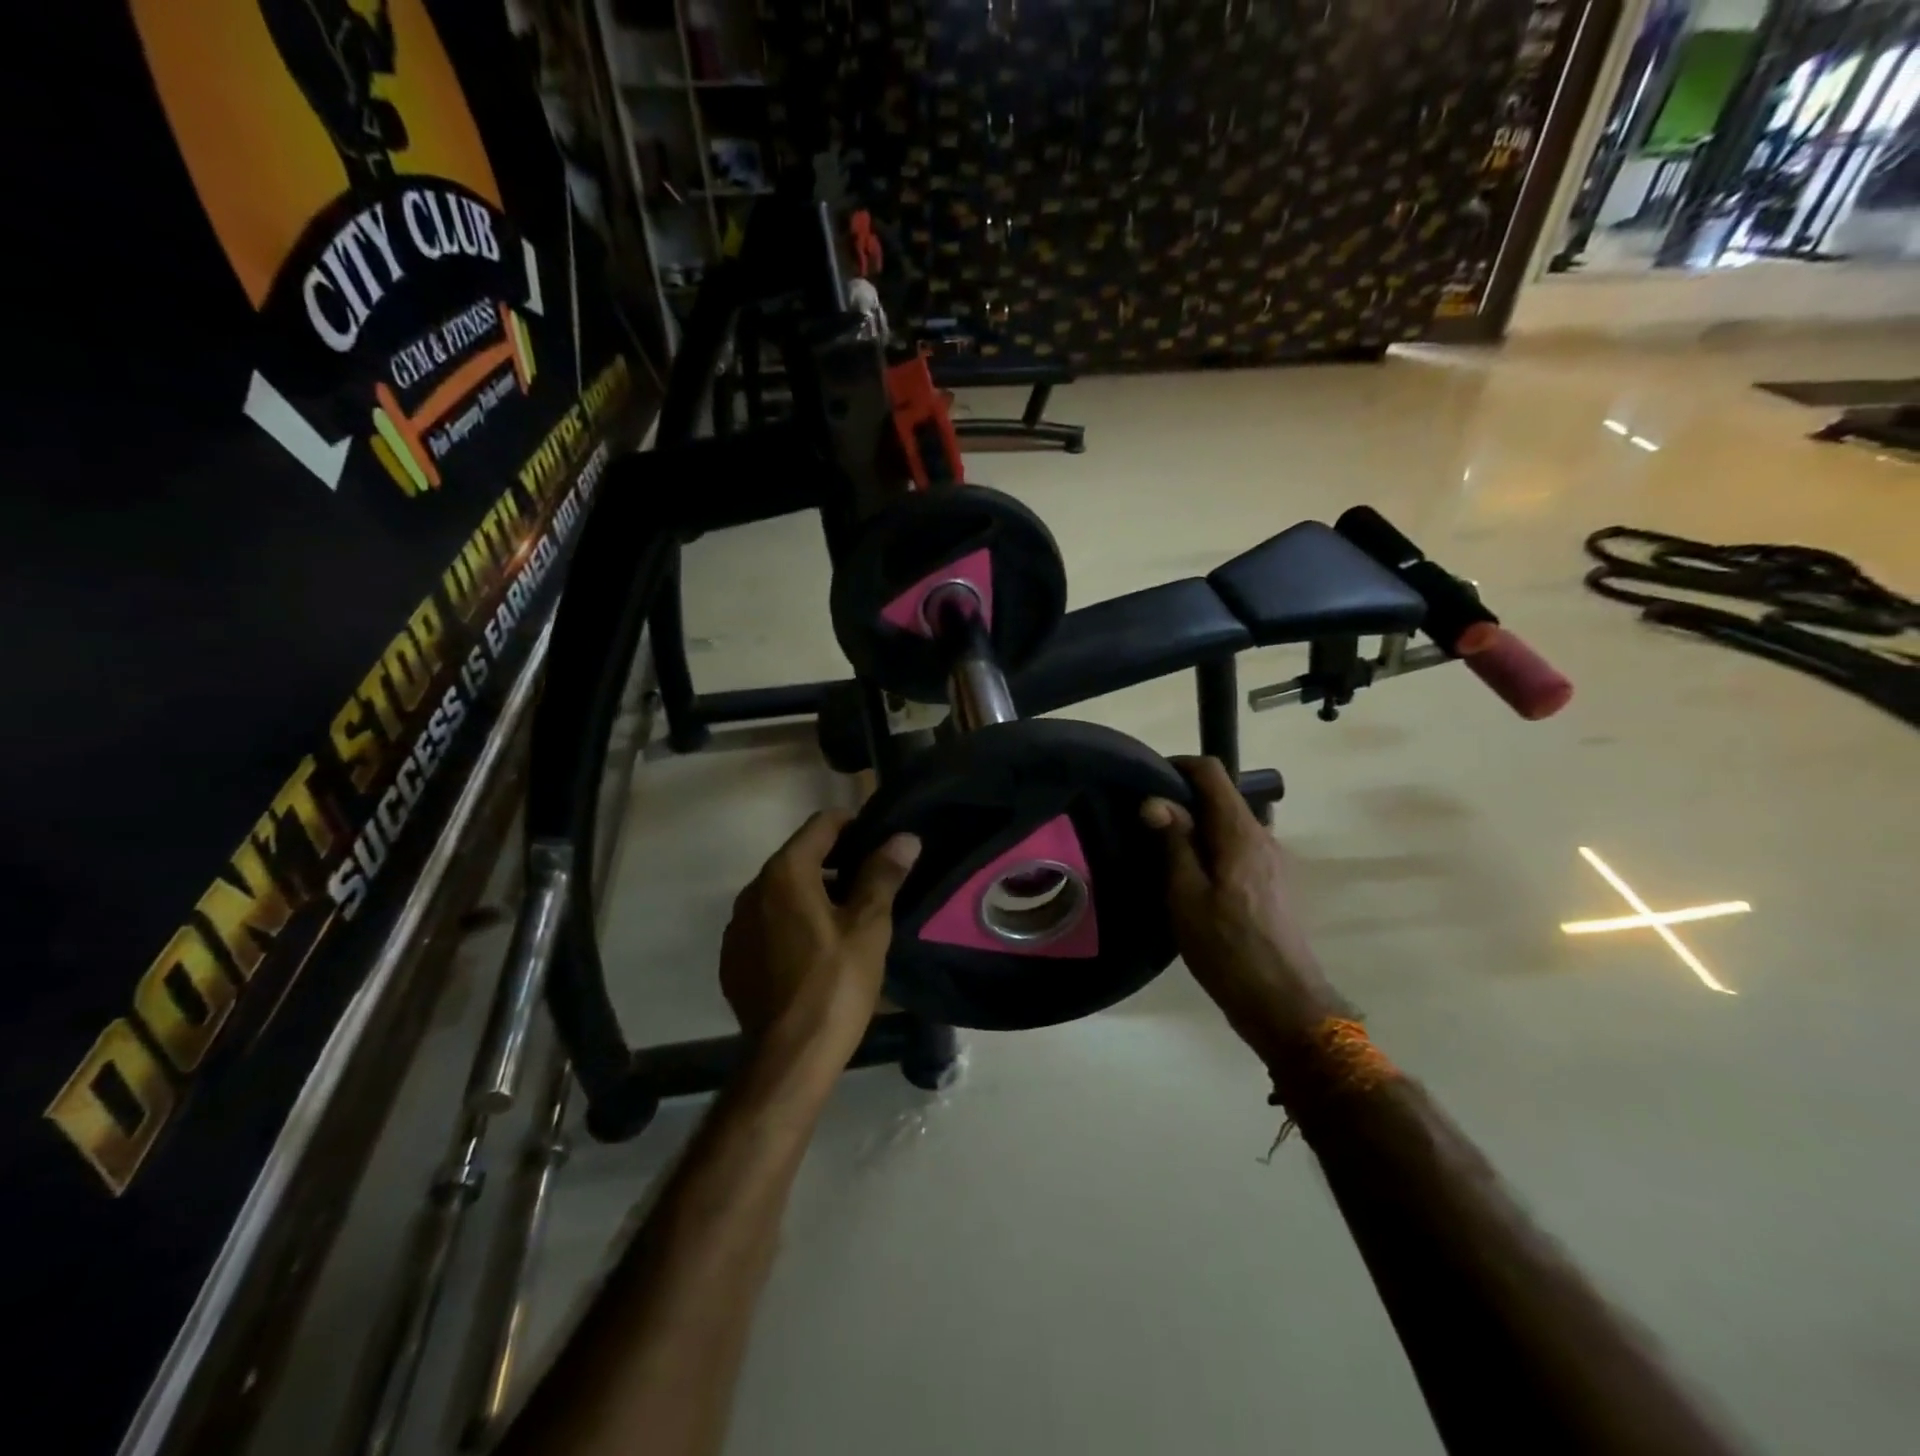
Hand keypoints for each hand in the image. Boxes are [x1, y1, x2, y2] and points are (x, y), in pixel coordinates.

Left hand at [719, 811, 920, 1064]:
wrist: (790, 1056)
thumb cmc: (835, 983)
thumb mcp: (868, 927)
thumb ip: (882, 875)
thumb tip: (904, 838)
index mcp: (785, 873)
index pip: (821, 825)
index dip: (853, 825)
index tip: (879, 841)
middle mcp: (752, 890)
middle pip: (799, 857)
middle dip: (835, 862)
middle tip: (872, 883)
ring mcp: (737, 926)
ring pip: (782, 892)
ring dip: (813, 893)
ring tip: (848, 918)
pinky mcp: (733, 958)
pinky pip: (767, 924)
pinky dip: (791, 923)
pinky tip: (815, 951)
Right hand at [1141, 757, 1350, 1066]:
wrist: (1282, 1003)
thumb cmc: (1228, 948)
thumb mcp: (1186, 895)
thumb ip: (1174, 843)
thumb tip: (1155, 800)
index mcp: (1240, 833)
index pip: (1212, 772)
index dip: (1178, 766)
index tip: (1145, 781)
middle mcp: (1262, 837)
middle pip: (1221, 796)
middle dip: (1182, 798)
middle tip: (1143, 820)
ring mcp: (1272, 860)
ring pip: (1228, 823)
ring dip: (1195, 825)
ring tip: (1160, 847)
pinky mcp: (1271, 883)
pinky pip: (1236, 847)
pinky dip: (1210, 847)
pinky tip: (1188, 876)